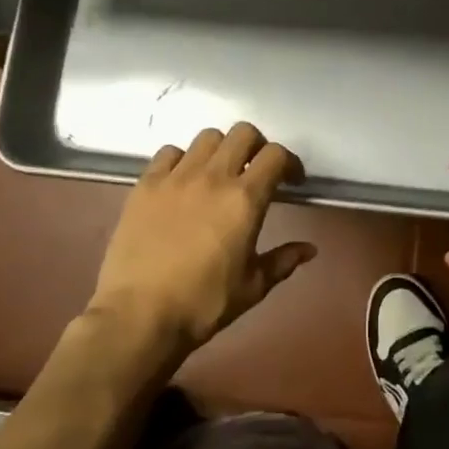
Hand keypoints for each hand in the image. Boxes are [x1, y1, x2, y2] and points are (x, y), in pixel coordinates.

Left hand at [87, 122, 315, 356]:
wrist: (139, 315)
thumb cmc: (203, 304)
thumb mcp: (252, 287)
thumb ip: (282, 261)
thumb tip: (309, 249)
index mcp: (244, 200)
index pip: (275, 156)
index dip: (289, 162)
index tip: (291, 180)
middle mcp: (213, 177)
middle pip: (243, 133)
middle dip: (257, 146)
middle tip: (257, 170)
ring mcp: (176, 177)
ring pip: (207, 137)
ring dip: (221, 149)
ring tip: (219, 173)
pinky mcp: (146, 184)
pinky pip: (169, 152)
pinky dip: (182, 159)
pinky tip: (182, 180)